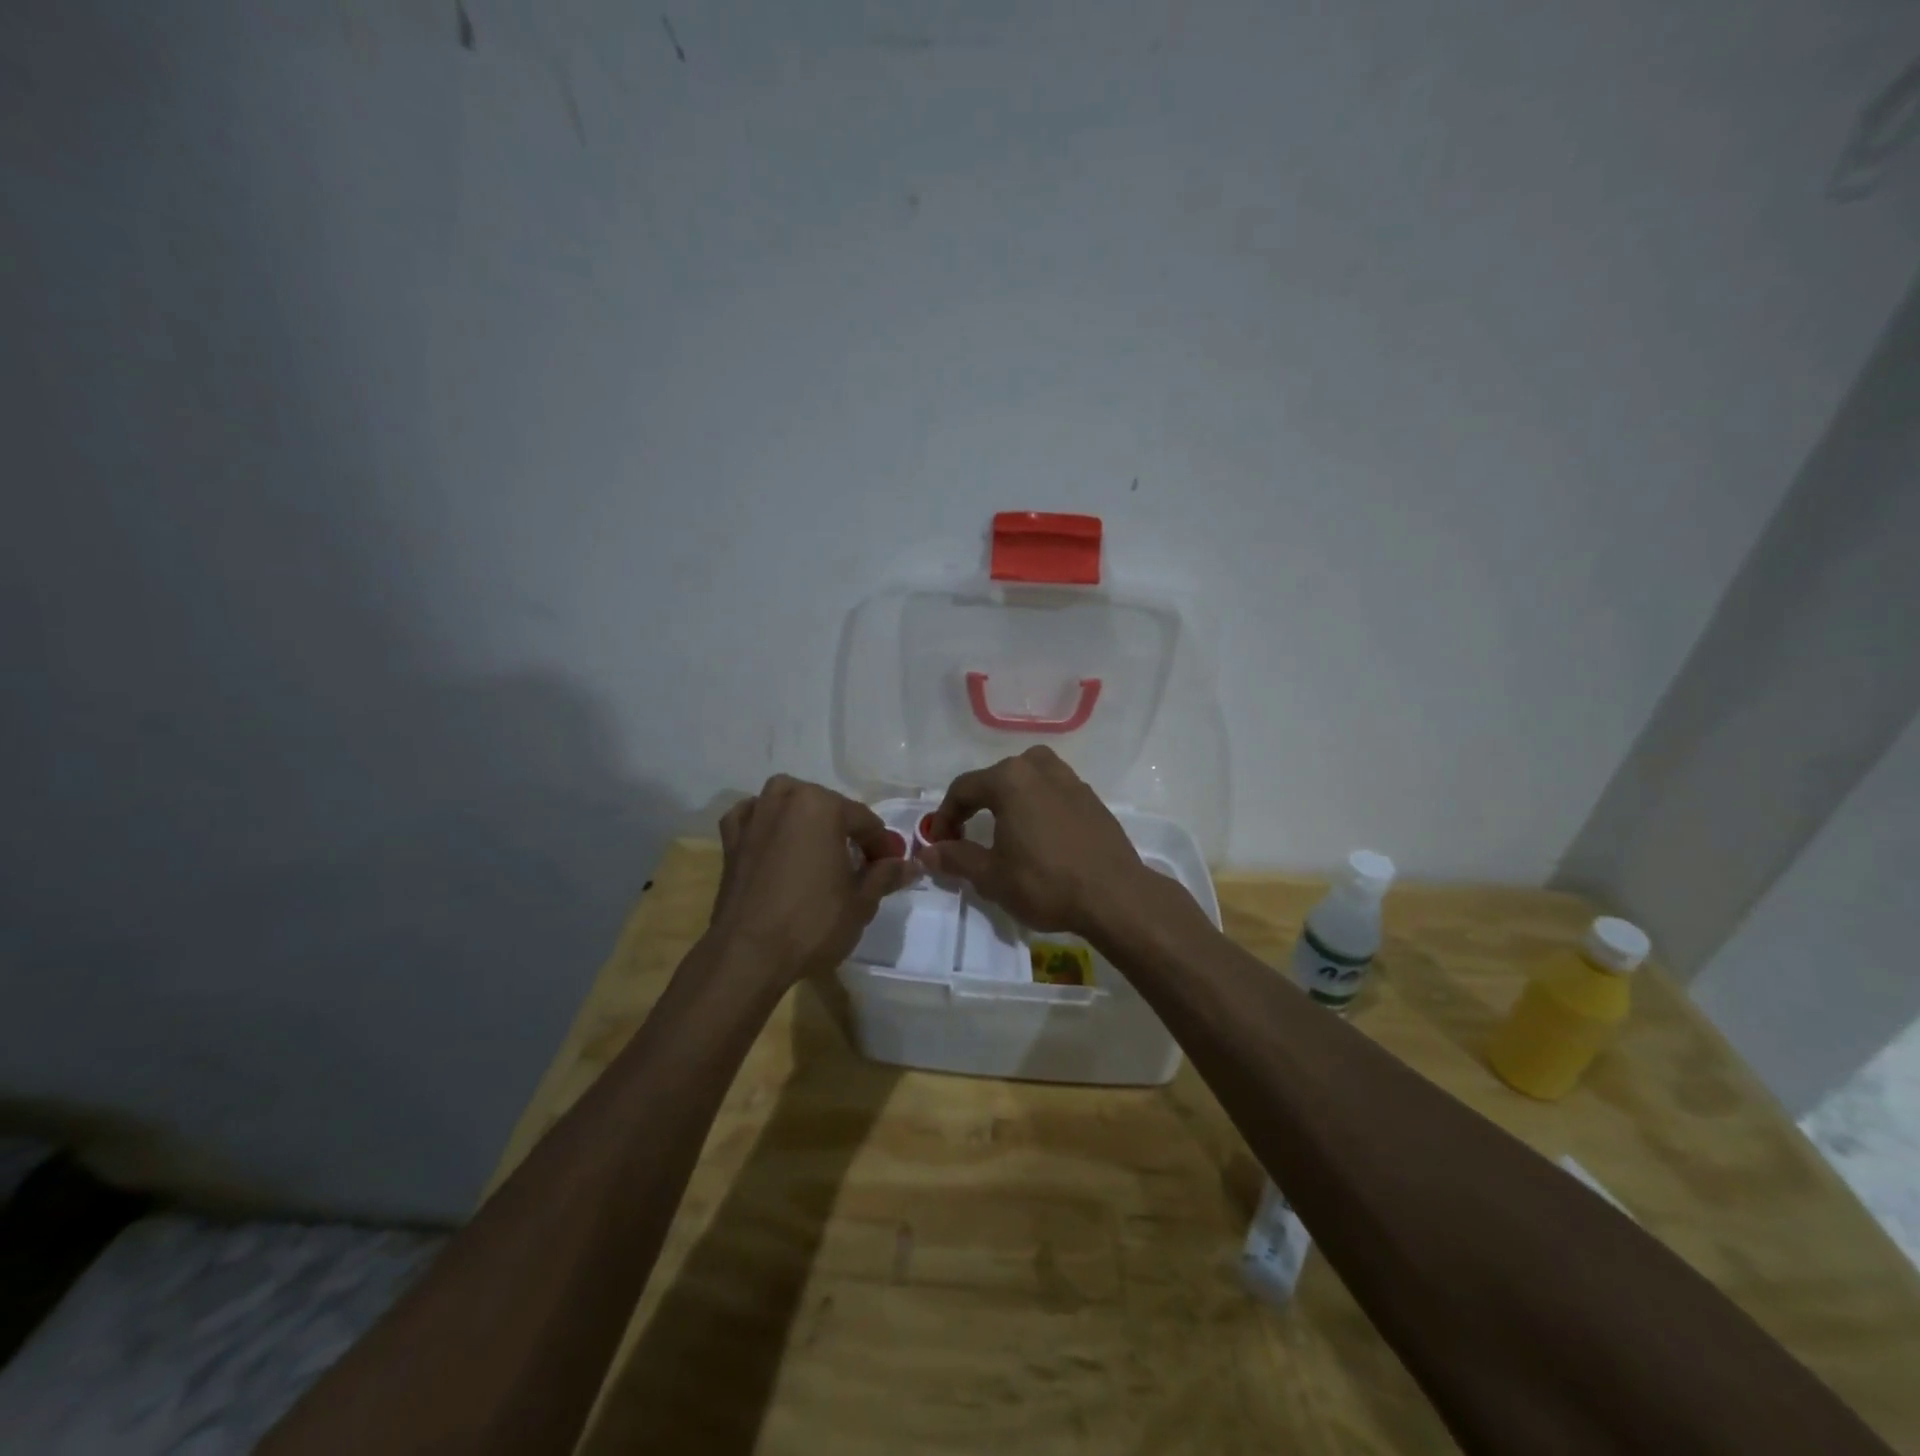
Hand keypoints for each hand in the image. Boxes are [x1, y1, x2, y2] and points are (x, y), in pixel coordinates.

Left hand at [708, 775, 917, 983]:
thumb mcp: (861, 902)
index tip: (892, 866)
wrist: (749, 955)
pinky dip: (764, 820)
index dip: (882, 845)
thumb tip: (910, 865)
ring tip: (817, 842)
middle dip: (845, 829)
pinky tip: (773, 838)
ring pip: (785, 800)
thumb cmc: (813, 922)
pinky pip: (751, 816)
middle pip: (826, 806)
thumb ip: (885, 875)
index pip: (864, 821)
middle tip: (859, 862)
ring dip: (804, 813)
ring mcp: (754, 818)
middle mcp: (786, 800)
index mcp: (822, 806)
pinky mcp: (731, 841)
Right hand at [918, 746, 1153, 939]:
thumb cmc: (1046, 883)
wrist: (1115, 896)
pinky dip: (1038, 805)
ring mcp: (1071, 780)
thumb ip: (956, 858)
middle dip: (976, 805)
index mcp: (1010, 779)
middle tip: (967, 835)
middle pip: (996, 778)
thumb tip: (927, 852)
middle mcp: (1039, 768)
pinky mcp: (1092, 798)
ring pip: (1028, 779)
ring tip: (1004, 829)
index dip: (945, 816)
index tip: (940, 844)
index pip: (963, 788)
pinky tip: (1040, 836)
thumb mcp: (992, 876)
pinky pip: (1054, 792)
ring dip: (1009, 799)